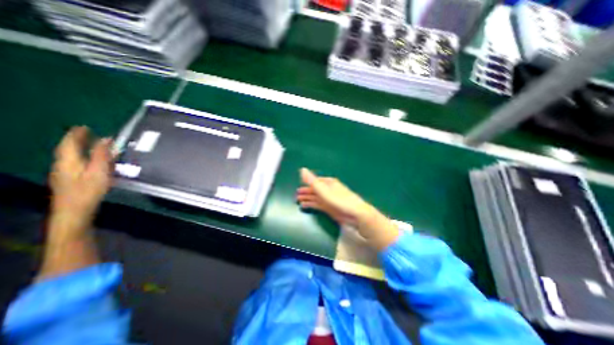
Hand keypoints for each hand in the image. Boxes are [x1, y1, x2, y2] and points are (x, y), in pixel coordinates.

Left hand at [49, 125, 112, 226]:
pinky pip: (75, 163)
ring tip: (90, 145)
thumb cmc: (88, 190)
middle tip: (87, 133)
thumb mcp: (99, 171)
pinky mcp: (69, 180)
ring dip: (79, 148)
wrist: (74, 211)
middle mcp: (63, 164)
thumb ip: (102, 155)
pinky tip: (89, 161)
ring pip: (71, 156)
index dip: (77, 134)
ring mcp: (64, 173)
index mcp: (69, 161)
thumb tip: (107, 139)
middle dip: (77, 140)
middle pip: (68, 149)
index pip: (70, 143)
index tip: (84, 126)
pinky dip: (82, 157)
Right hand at [296, 167, 400, 250]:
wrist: (355, 214)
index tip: (299, 186)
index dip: (307, 183)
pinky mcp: (330, 208)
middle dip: (306, 192)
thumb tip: (302, 169)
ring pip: (316, 198)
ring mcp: (329, 199)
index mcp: (328, 183)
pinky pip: (318, 205)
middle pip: (315, 190)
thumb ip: (312, 181)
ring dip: (307, 198)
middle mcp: (328, 190)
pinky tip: (305, 206)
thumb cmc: (339, 200)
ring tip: (298, 200)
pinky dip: (311, 205)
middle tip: (296, 195)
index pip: (315, 181)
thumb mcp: (323, 190)